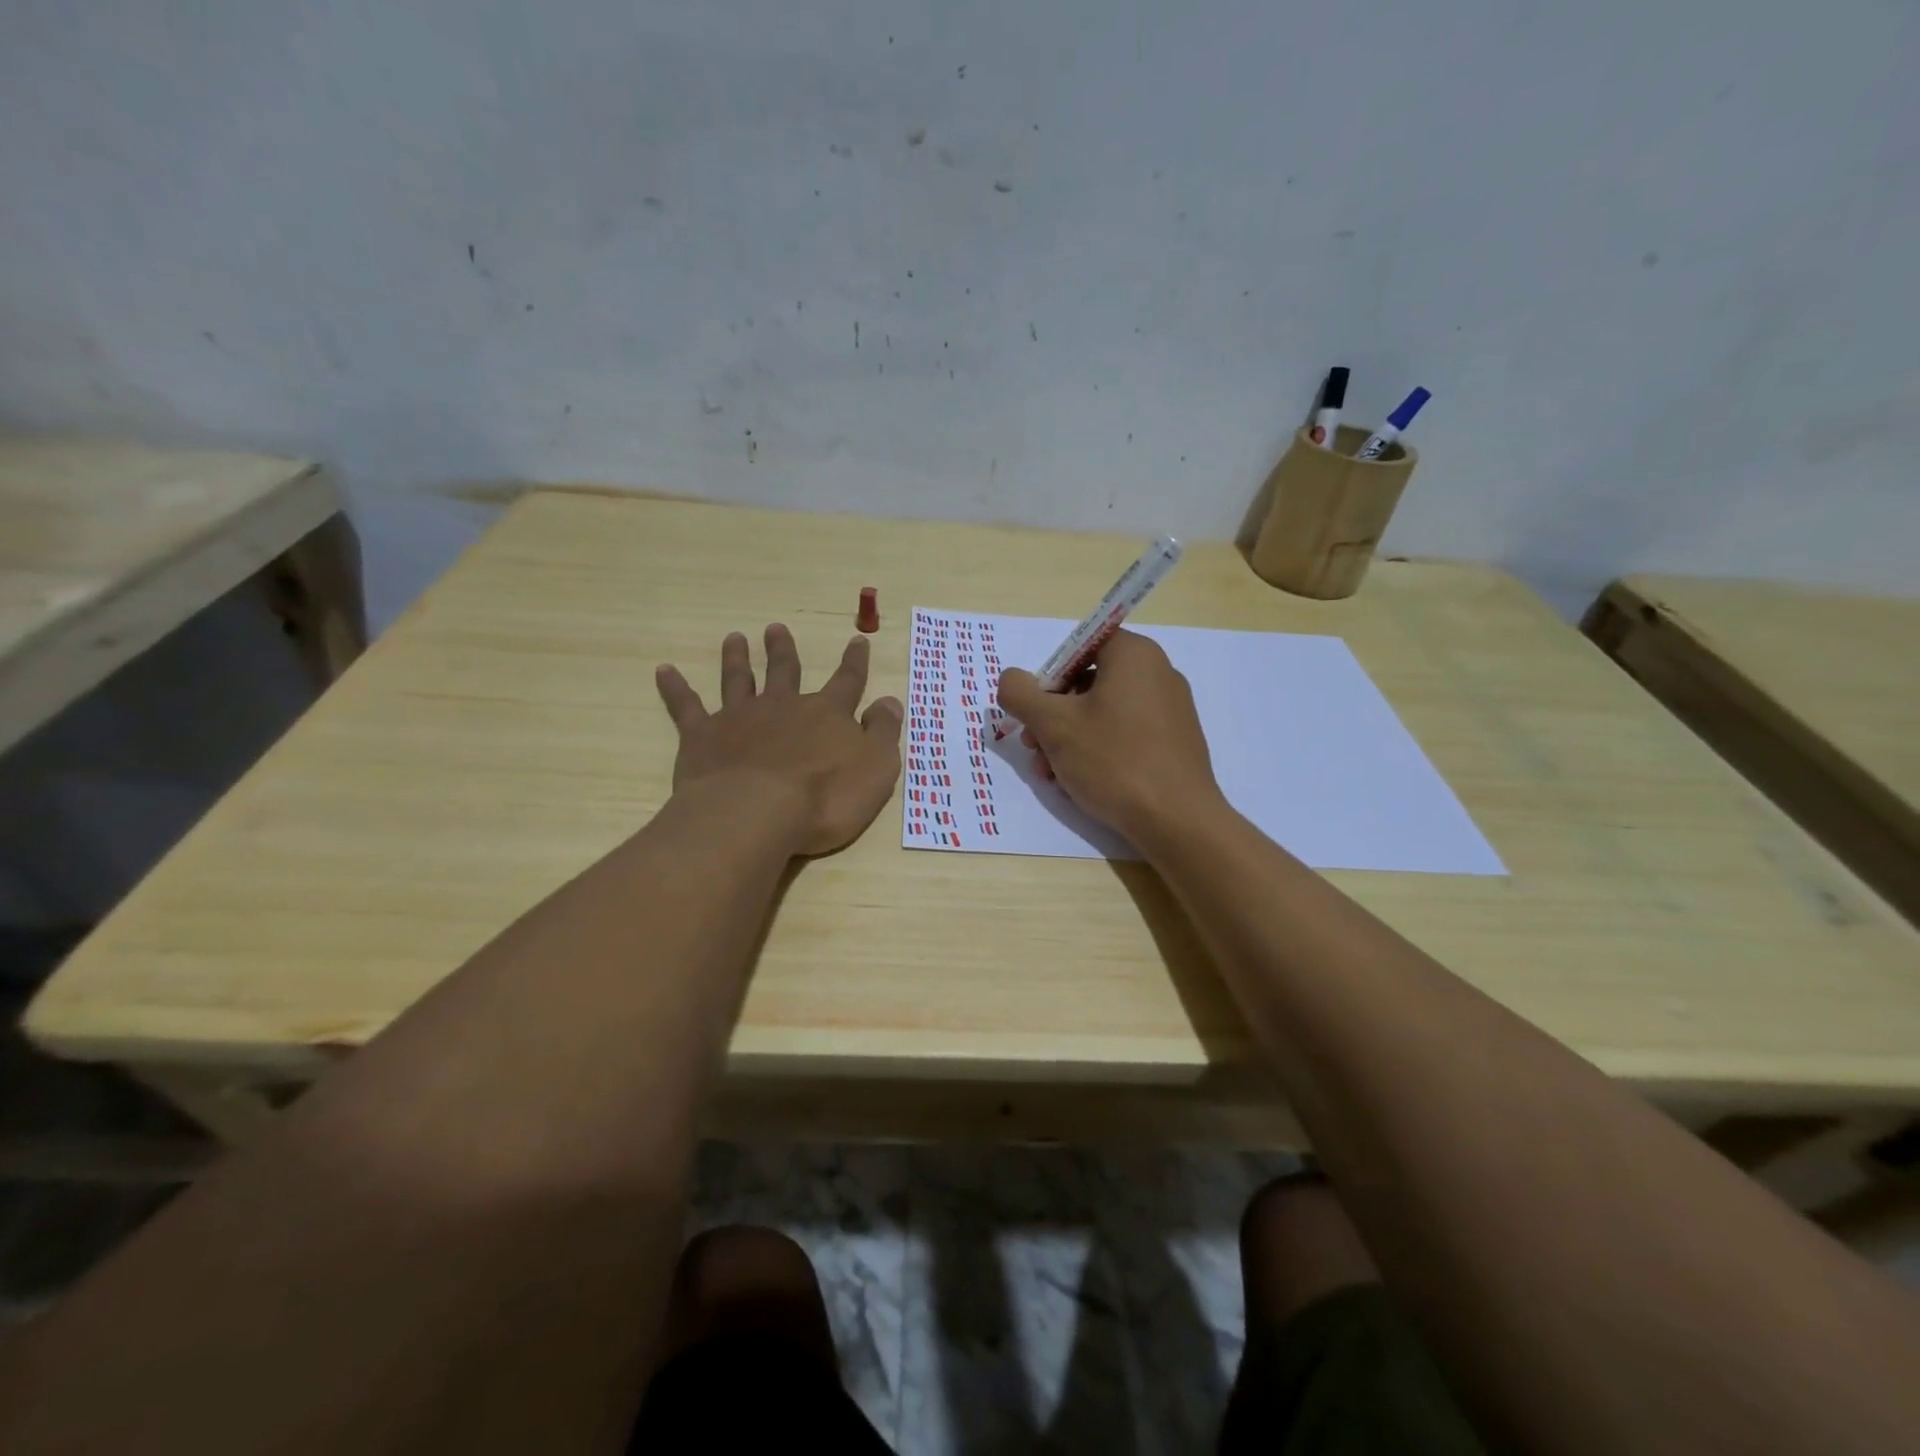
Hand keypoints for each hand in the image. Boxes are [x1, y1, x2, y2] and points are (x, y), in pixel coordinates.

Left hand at [656, 625, 902, 856]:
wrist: (757, 814)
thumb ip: (883, 732)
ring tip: (734, 638)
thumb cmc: (825, 798)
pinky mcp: (703, 736)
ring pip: (739, 679)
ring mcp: (740, 717)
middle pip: (785, 671)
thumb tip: (890, 701)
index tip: (858, 640)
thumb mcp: (876, 768)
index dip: (855, 662)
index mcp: (826, 714)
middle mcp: (783, 706)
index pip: (847, 681)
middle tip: (776, 629)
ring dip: (737, 658)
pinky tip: (664, 670)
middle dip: (783, 650)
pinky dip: (675, 687)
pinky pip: (686, 706)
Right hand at [997, 629, 1222, 841]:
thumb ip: (1021, 693)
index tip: (1035, 710)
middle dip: (1052, 715)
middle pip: (1088, 682)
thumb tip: (1011, 679)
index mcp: (1134, 655)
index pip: (1080, 646)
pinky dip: (1098, 750)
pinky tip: (1079, 782)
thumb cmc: (1113, 760)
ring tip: (1050, 773)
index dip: (1050, 676)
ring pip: (1103, 713)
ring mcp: (1170, 709)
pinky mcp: (1175, 742)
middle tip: (1033, 747)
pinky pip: (1126, 734)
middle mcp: (1158, 673)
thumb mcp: (1053, 724)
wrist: (1177, 820)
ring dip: (1068, 738)